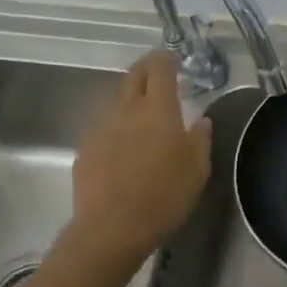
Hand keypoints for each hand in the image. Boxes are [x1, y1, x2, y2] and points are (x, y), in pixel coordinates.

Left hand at [70, 51, 212, 265]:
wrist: (111, 228)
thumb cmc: (164, 197)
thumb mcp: (197, 170)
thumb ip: (200, 139)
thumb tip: (200, 120)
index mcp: (158, 109)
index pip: (160, 69)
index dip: (166, 58)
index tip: (173, 59)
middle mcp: (127, 109)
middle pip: (133, 75)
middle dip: (146, 68)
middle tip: (158, 73)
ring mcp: (102, 126)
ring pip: (116, 98)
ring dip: (130, 96)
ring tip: (141, 109)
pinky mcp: (85, 146)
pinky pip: (103, 123)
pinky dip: (115, 122)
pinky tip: (122, 140)